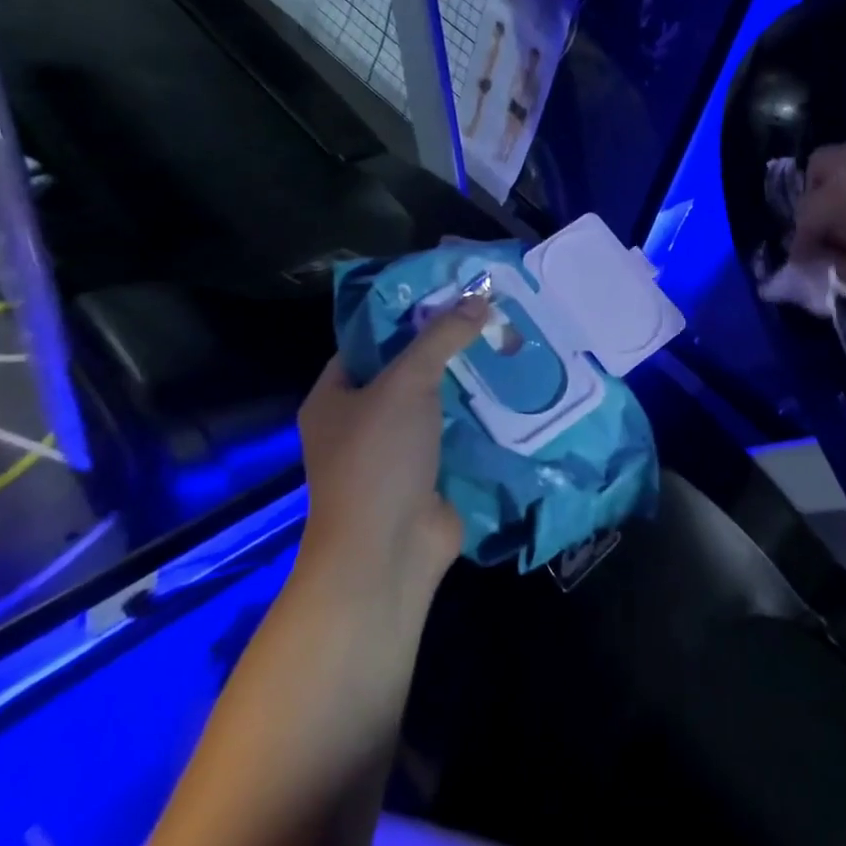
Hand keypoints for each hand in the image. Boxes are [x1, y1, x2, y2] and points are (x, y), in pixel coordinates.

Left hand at [294, 297, 490, 604]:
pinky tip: (511, 387)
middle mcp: (360, 420)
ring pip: (434, 401)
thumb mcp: (406, 384)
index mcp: (334, 396)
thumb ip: (441, 338)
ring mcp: (395, 450)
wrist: (388, 552)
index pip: (368, 341)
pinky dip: (478, 413)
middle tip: (486, 314)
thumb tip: (479, 298)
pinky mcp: (428, 471)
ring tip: (505, 342)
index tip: (448, 293)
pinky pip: (455, 431)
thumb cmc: (378, 459)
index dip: (405, 315)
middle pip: (406, 369)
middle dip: (444, 345)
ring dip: (466, 379)